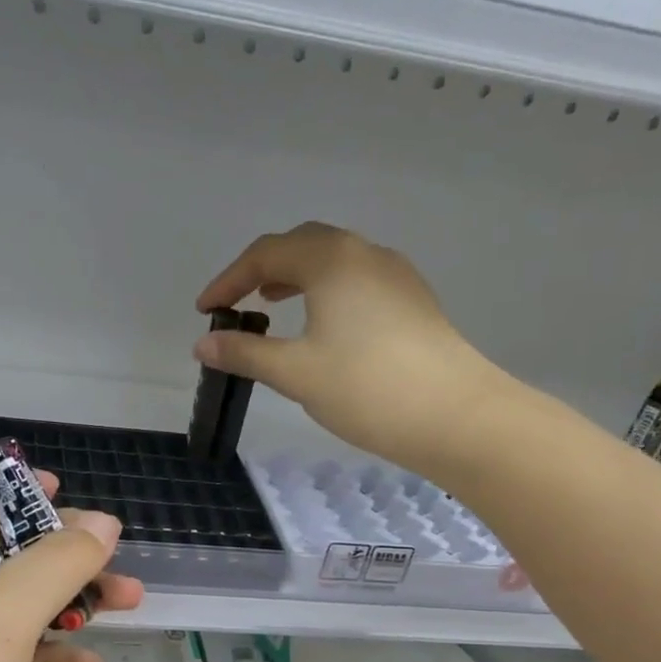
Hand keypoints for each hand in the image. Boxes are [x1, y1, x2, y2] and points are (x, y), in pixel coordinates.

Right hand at [194, 222, 510, 474]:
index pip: (265, 255)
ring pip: (333, 261)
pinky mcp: (413, 301)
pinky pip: (357, 280)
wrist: (456, 416)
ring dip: (296, 278)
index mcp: (331, 260)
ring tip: (272, 305)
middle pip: (302, 245)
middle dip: (262, 270)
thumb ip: (245, 353)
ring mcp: (395, 275)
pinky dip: (325, 291)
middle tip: (237, 302)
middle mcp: (365, 254)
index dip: (228, 281)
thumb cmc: (366, 388)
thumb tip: (204, 345)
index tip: (205, 311)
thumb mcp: (295, 372)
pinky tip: (321, 325)